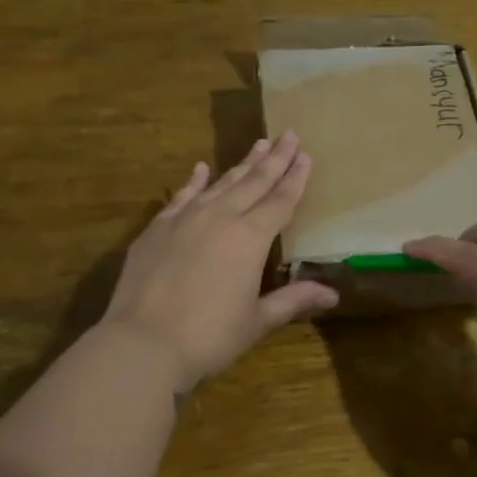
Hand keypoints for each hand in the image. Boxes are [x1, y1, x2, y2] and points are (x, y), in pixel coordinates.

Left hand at [101, 133, 337, 391]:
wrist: (143, 342)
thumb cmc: (209, 336)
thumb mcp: (257, 320)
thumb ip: (293, 300)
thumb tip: (333, 295)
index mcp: (250, 238)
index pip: (281, 201)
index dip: (296, 179)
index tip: (306, 155)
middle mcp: (220, 217)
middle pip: (254, 182)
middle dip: (275, 159)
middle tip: (289, 134)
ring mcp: (185, 219)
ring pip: (221, 183)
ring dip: (242, 164)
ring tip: (259, 143)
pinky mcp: (157, 228)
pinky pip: (182, 195)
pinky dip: (195, 181)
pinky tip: (202, 168)